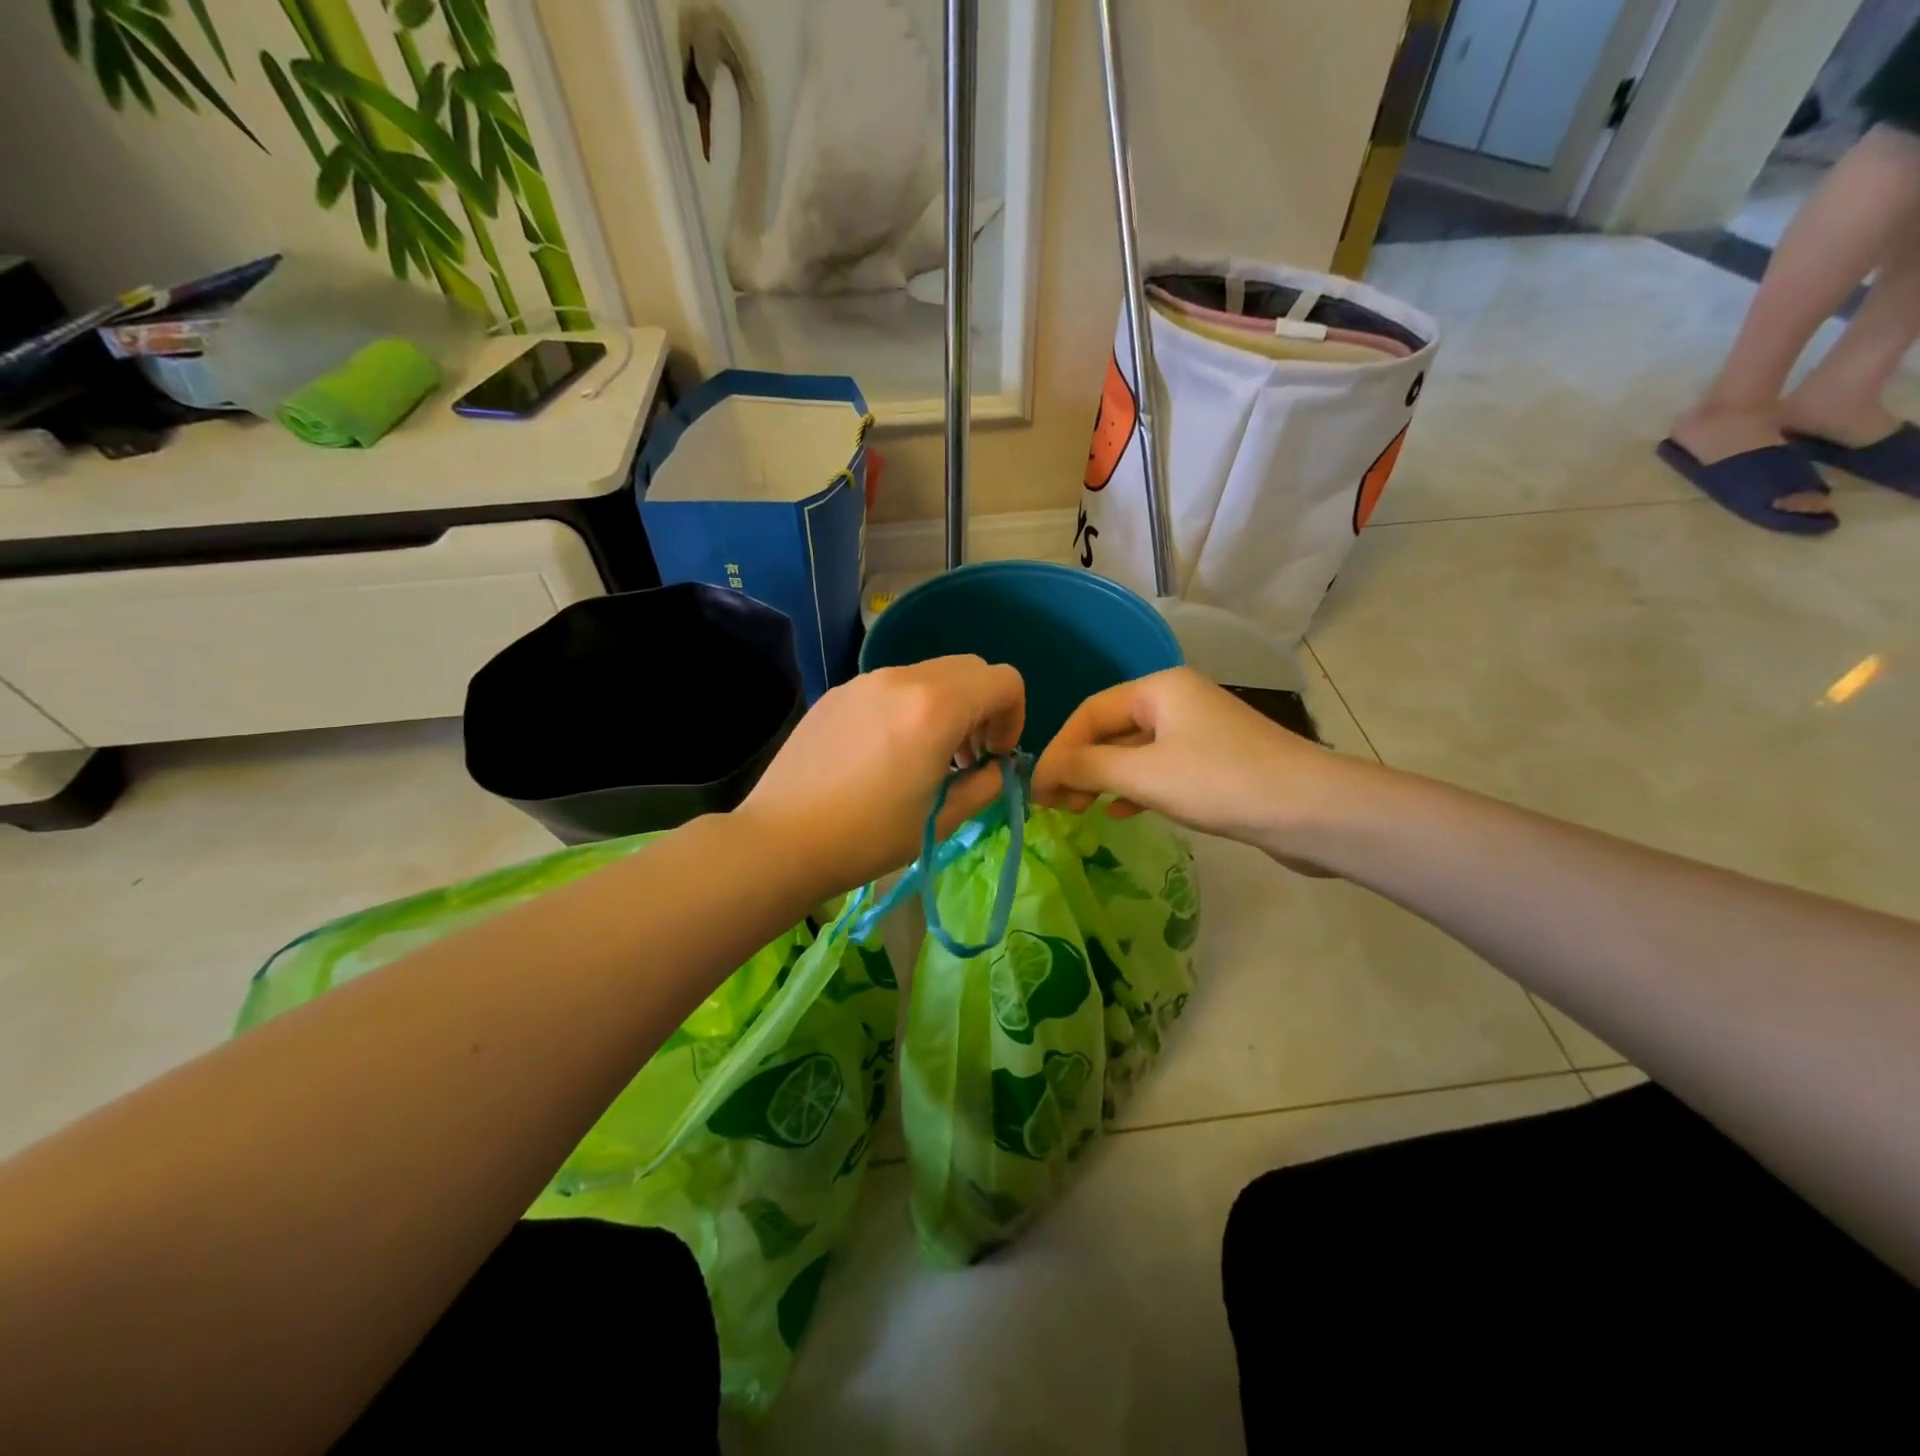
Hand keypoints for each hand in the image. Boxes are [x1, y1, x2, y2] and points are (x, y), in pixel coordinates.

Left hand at [735, 655, 1025, 894]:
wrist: (781, 840)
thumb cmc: (868, 837)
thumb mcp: (941, 819)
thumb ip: (984, 786)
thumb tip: (996, 768)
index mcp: (936, 707)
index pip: (1004, 681)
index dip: (1015, 717)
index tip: (996, 756)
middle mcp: (903, 679)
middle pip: (969, 669)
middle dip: (983, 708)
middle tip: (968, 756)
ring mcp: (865, 681)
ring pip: (929, 675)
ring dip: (946, 707)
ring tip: (927, 757)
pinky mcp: (838, 693)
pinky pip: (891, 687)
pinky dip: (909, 709)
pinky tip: (885, 755)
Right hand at [1031, 667, 1353, 871]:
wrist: (1312, 811)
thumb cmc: (1220, 782)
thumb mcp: (1143, 773)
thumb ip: (1087, 768)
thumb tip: (1043, 771)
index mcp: (1159, 688)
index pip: (1089, 712)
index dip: (1058, 749)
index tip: (1038, 789)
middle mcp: (1177, 701)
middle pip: (1110, 730)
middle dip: (1080, 765)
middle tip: (1057, 804)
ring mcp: (1199, 732)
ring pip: (1134, 752)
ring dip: (1103, 779)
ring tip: (1079, 810)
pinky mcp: (1216, 764)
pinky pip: (1160, 770)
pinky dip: (1135, 789)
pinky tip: (1119, 812)